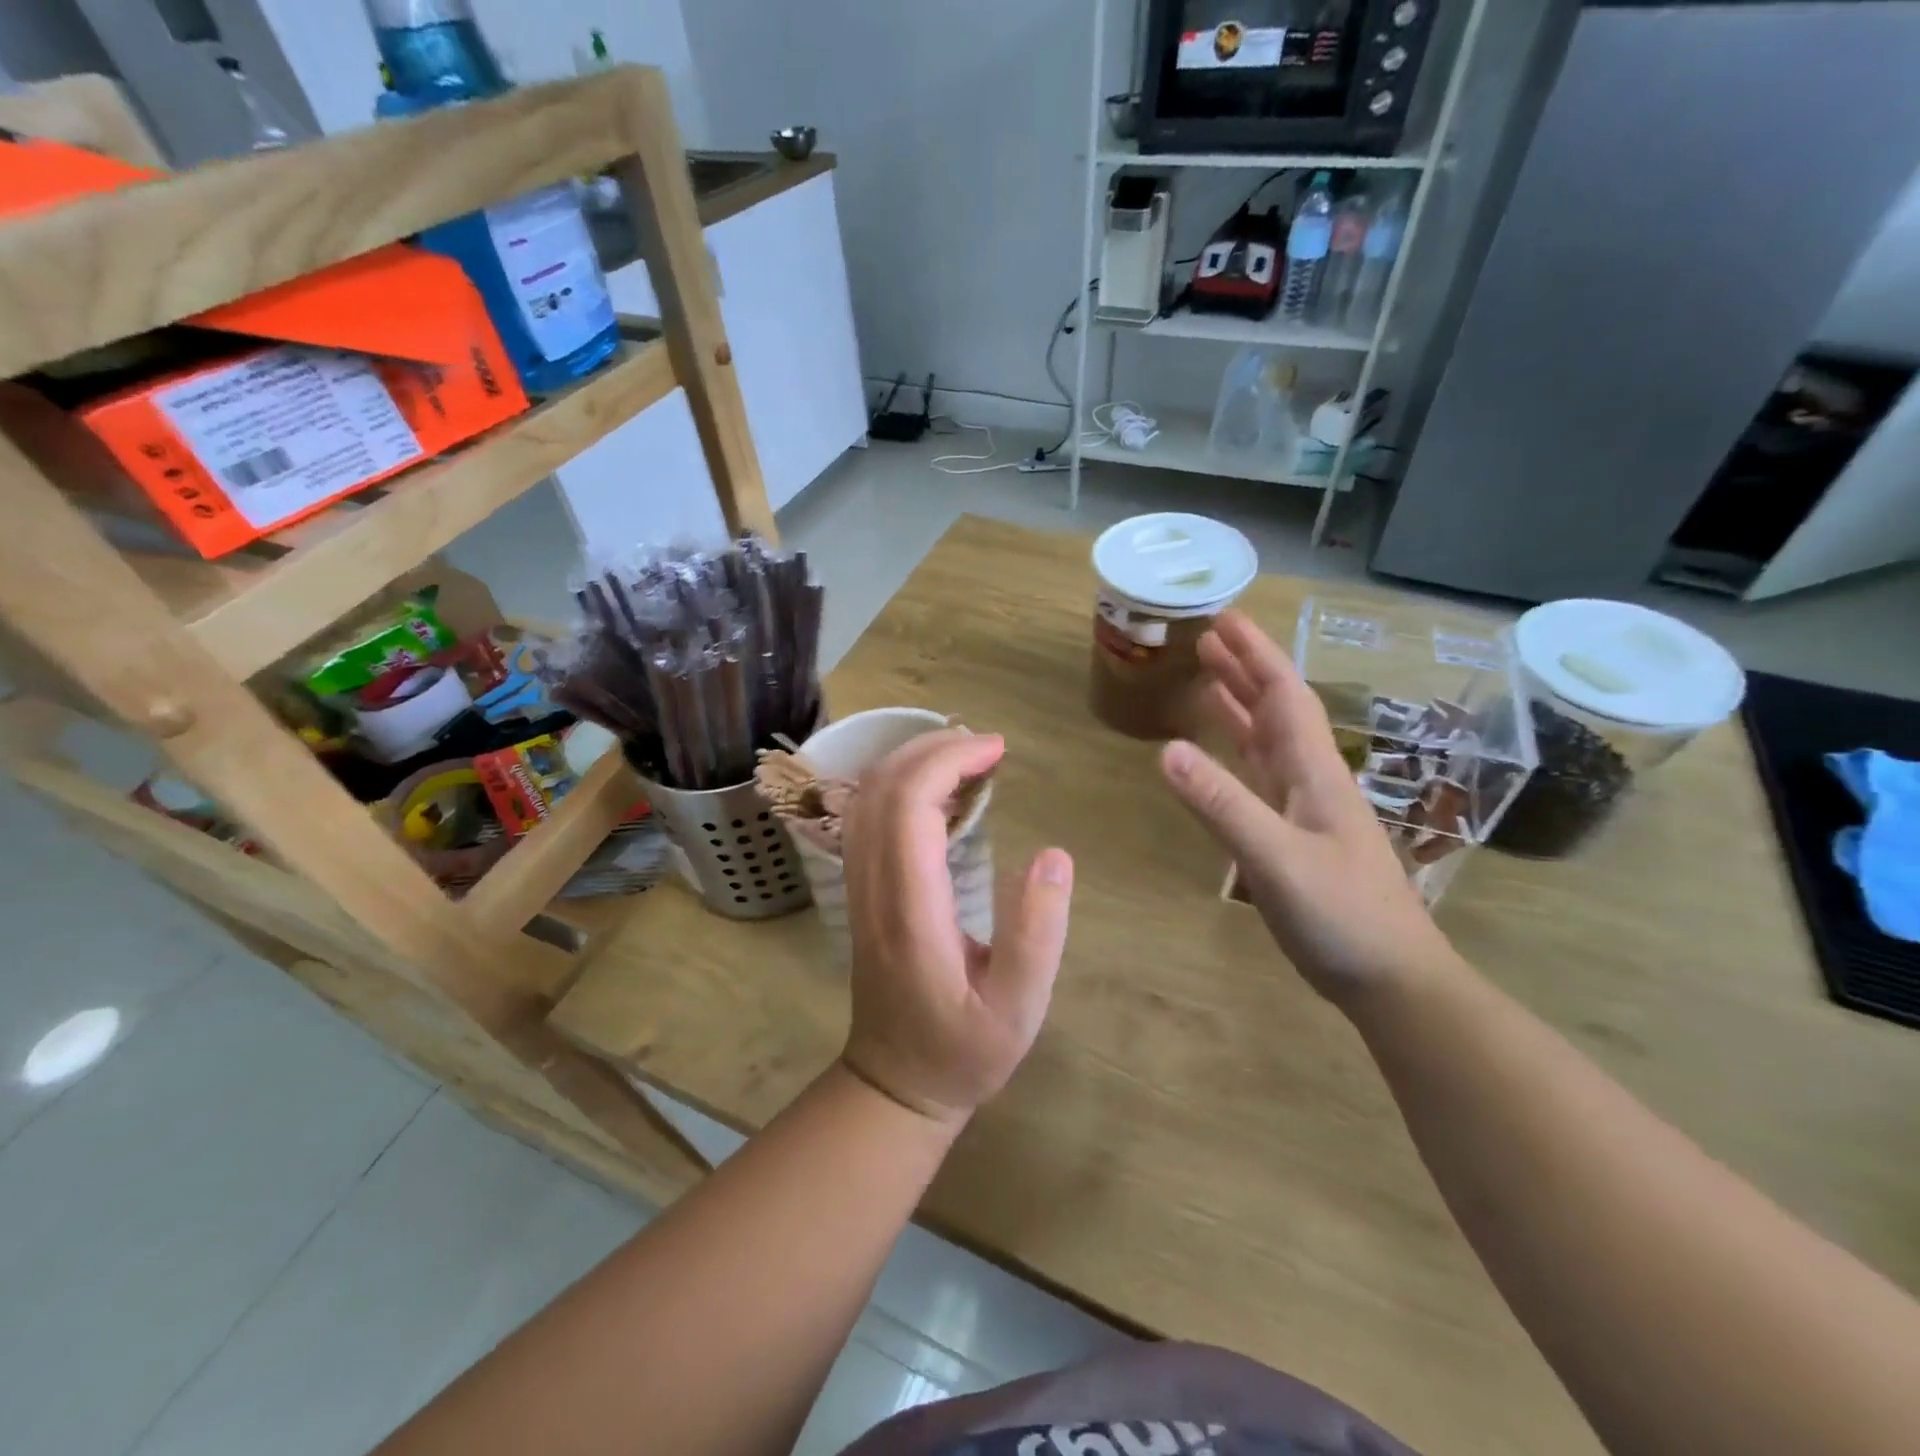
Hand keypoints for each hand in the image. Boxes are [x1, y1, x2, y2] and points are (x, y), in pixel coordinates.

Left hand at [841, 731, 1073, 1126]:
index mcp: (911, 910)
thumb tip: (1052, 856)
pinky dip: (900, 785)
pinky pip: (867, 818)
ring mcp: (858, 888)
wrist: (896, 1083)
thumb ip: (1036, 936)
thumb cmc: (963, 1052)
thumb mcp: (1018, 1010)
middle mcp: (872, 888)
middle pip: (882, 789)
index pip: (909, 807)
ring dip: (912, 761)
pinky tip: (938, 789)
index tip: (997, 751)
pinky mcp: (860, 891)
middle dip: (931, 749)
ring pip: (867, 799)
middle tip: (988, 746)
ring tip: (967, 756)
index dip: (948, 762)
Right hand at [1159, 610, 1455, 1006]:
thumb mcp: (1276, 859)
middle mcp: (1311, 781)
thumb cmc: (1341, 916)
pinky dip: (1238, 754)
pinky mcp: (1295, 838)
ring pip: (1268, 742)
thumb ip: (1222, 804)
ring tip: (1209, 681)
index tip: (1224, 620)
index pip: (1282, 696)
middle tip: (1207, 640)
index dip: (1254, 655)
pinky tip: (1221, 756)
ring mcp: (1305, 810)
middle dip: (1244, 670)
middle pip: (1276, 710)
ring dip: (1240, 707)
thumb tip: (1167, 750)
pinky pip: (1261, 777)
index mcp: (1313, 772)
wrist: (1392, 980)